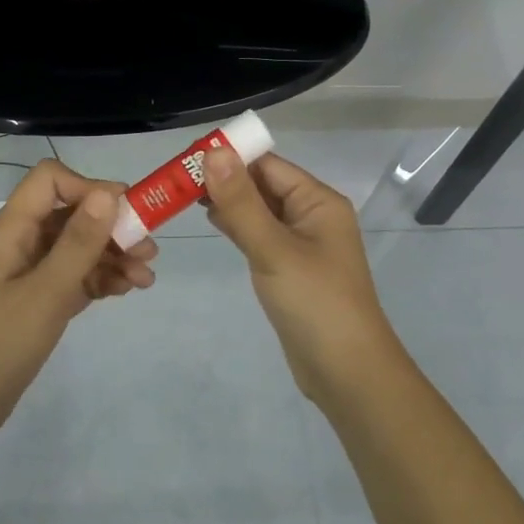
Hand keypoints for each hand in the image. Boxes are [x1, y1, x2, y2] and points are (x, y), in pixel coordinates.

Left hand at [0, 159, 157, 445]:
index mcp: (12, 230)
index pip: (51, 180)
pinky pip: (74, 276)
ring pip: (77, 247)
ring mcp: (28, 273)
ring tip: (146, 277)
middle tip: (148, 249)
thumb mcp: (45, 294)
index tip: (126, 213)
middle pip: (72, 214)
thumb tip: (108, 193)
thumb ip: (78, 243)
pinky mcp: (37, 300)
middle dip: (112, 226)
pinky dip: (101, 279)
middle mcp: (21, 243)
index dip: (89, 188)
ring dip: (113, 255)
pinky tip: (127, 290)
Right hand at [203, 149, 402, 404]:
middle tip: (177, 179)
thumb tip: (214, 152)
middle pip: (264, 185)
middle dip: (225, 179)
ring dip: (229, 202)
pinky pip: (261, 235)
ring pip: (260, 211)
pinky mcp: (291, 268)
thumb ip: (241, 202)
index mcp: (318, 201)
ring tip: (185, 196)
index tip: (187, 158)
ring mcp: (302, 243)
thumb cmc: (314, 302)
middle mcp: (312, 215)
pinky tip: (213, 222)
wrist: (346, 372)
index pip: (268, 165)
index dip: (230, 157)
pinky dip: (238, 226)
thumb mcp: (274, 248)